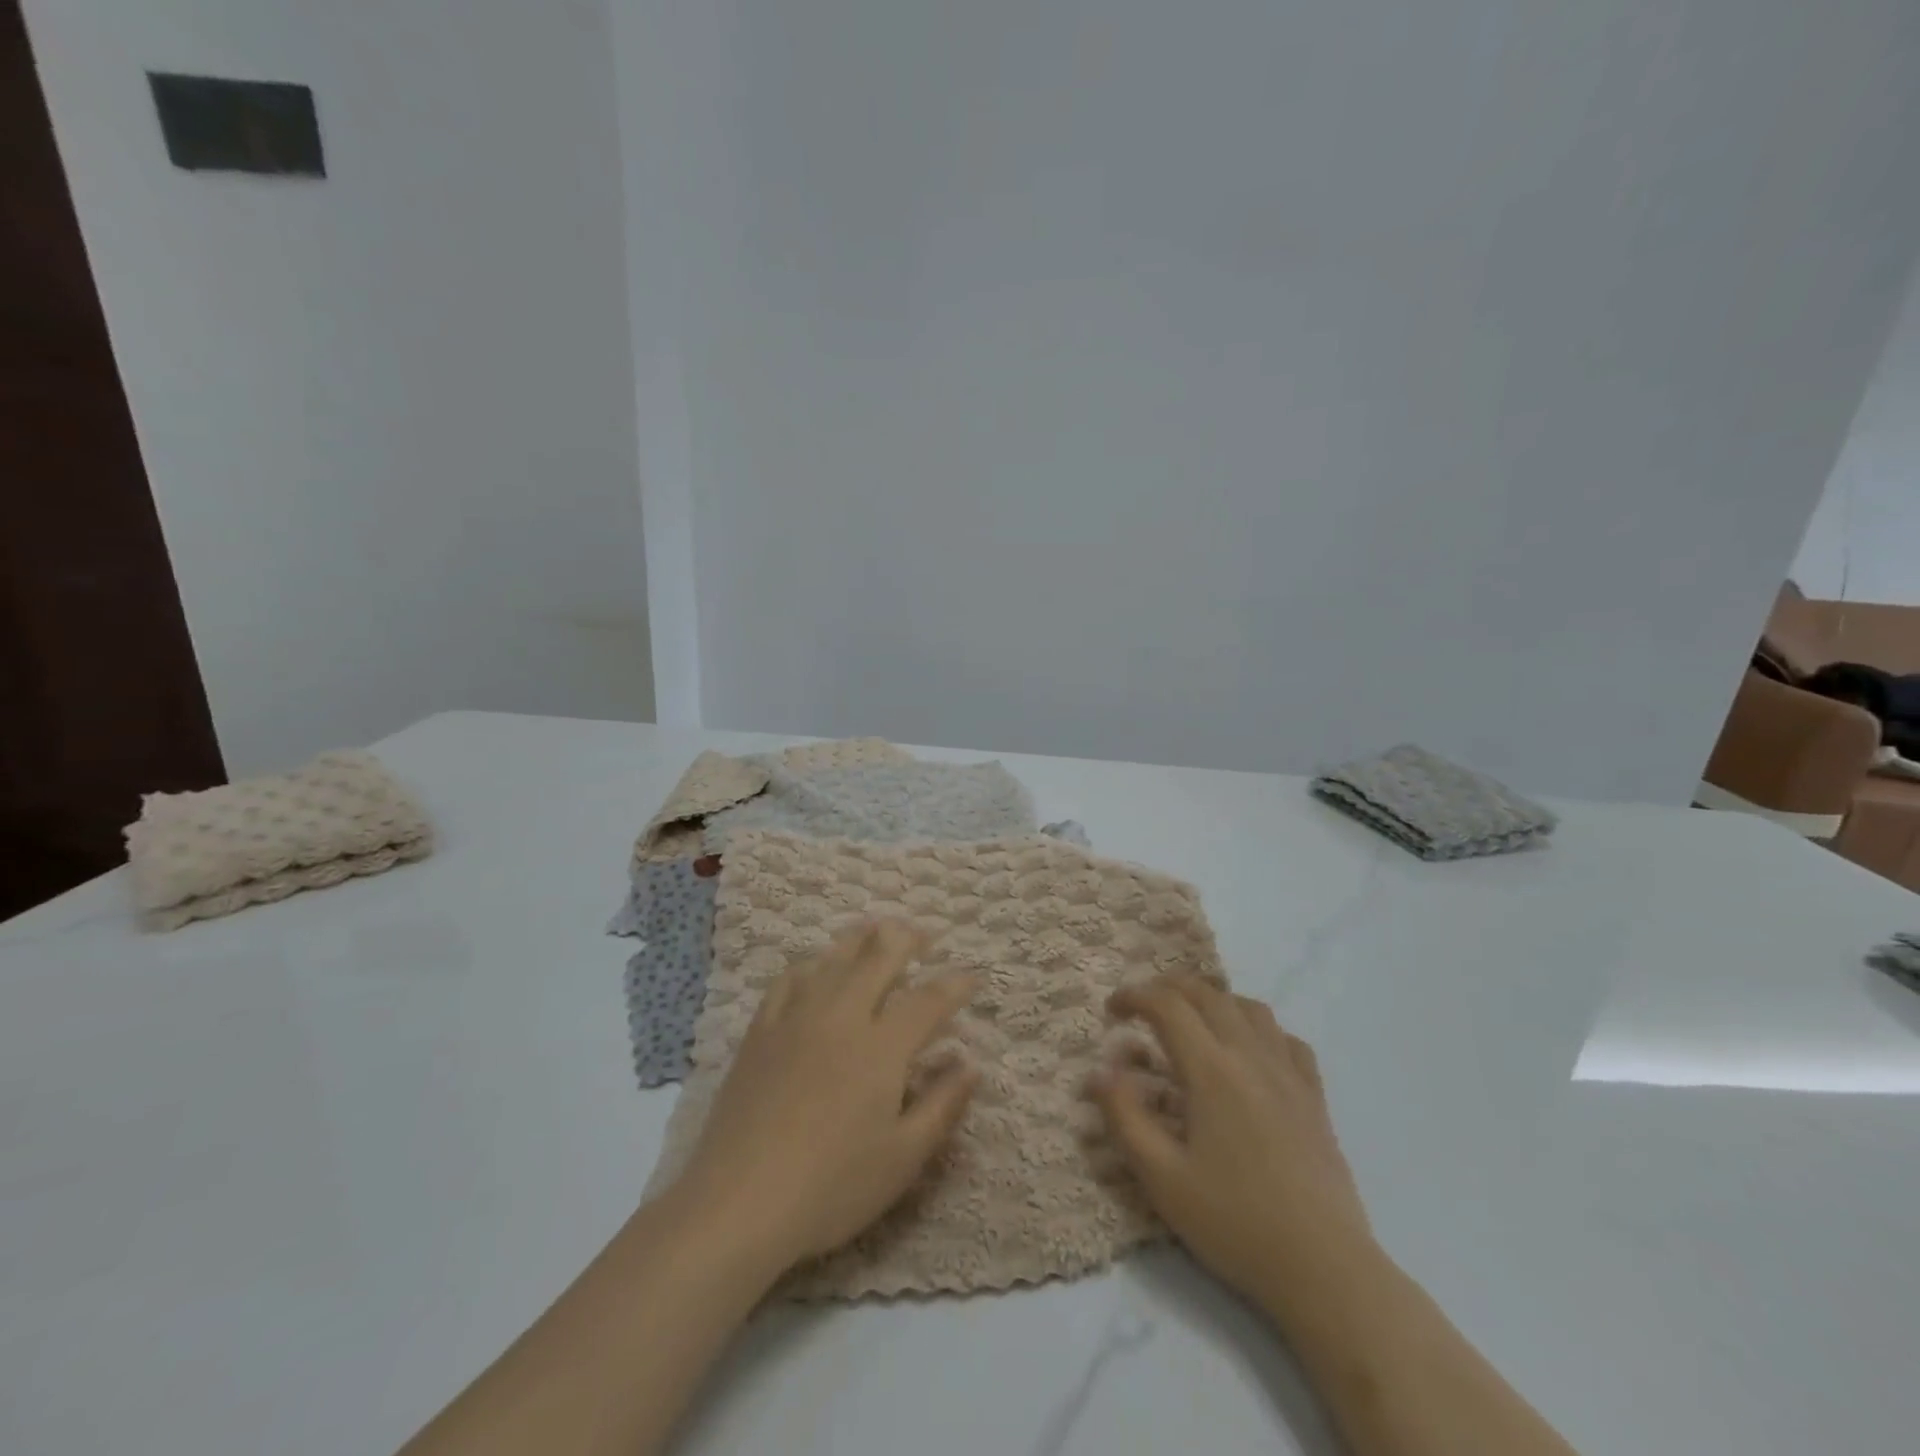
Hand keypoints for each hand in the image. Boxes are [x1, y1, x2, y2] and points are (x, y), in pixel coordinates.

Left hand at [669, 920, 979, 1272]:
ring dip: (862, 938)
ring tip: (877, 930)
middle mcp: (841, 1016)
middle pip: (879, 956)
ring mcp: (796, 1018)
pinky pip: (789, 979)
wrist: (738, 1203)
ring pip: (834, 958)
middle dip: (908, 938)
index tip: (972, 976)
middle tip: (924, 935)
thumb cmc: (831, 1187)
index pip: (927, 1000)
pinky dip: (811, 964)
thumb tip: (971, 1064)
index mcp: (881, 1047)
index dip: (954, 984)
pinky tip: (816, 967)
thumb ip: (942, 1105)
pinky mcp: (761, 1031)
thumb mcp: (902, 1159)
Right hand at [1093, 977, 1373, 1305]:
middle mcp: (1251, 1056)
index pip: (1168, 1006)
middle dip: (1168, 988)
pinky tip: (1250, 1050)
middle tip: (1143, 1005)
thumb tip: (1098, 1071)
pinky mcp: (1315, 1098)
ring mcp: (1289, 1074)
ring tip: (1193, 1018)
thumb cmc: (1235, 1222)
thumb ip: (1124, 1117)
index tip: (1111, 1011)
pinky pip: (1287, 1040)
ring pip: (1250, 1008)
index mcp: (1211, 1070)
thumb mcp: (1162, 1178)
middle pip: (1208, 994)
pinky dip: (1259, 1028)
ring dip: (1214, 999)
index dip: (1134, 996)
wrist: (1325, 1269)